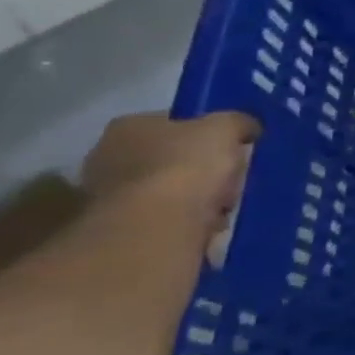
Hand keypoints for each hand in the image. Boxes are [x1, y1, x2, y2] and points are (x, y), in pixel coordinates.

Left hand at [80, 112, 258, 245]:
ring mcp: (108, 200)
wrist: (153, 231)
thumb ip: (238, 122)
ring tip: (222, 209)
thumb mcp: (227, 128)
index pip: (174, 122)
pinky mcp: (119, 233)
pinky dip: (188, 224)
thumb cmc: (185, 167)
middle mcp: (107, 159)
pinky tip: (206, 228)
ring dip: (198, 200)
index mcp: (128, 127)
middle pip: (172, 159)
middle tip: (230, 179)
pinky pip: (166, 221)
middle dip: (203, 170)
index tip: (232, 147)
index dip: (207, 133)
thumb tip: (246, 128)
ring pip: (170, 193)